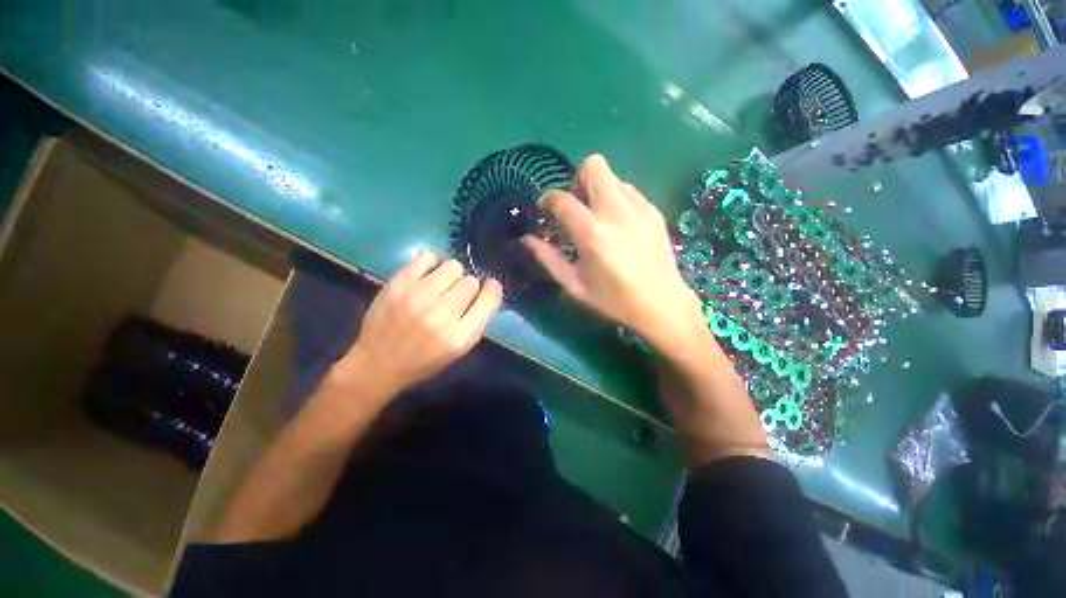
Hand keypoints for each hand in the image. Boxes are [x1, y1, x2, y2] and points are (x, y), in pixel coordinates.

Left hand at [332, 251, 502, 400]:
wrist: (377, 365)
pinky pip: (427, 257)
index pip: (490, 298)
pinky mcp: (398, 285)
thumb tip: (487, 290)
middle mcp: (442, 315)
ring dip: (452, 274)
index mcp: (461, 336)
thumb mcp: (460, 350)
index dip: (492, 290)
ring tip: (441, 285)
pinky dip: (431, 263)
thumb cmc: (423, 361)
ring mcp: (418, 297)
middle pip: (471, 281)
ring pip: (453, 266)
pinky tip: (427, 275)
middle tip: (455, 295)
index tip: (488, 288)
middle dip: (468, 286)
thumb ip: (476, 320)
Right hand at [522, 155, 703, 351]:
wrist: (661, 304)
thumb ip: (547, 258)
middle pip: (593, 166)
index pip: (562, 199)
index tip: (545, 208)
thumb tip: (526, 239)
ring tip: (597, 218)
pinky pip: (629, 191)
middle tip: (575, 206)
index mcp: (592, 233)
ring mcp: (639, 208)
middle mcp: (616, 212)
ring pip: (613, 178)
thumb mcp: (574, 285)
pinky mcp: (654, 212)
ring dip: (598, 191)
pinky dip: (616, 200)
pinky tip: (618, 225)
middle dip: (577, 180)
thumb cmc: (613, 300)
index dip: (548, 199)